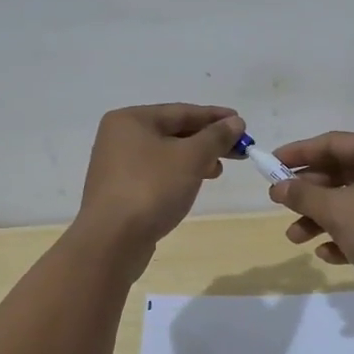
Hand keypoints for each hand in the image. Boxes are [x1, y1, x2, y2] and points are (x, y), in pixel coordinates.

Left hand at [74, 104, 244, 261]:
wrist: (111, 241)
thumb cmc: (151, 189)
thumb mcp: (191, 158)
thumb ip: (216, 137)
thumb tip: (235, 122)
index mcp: (131, 120)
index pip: (181, 111)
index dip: (215, 117)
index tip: (242, 123)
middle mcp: (119, 137)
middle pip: (173, 131)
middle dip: (207, 140)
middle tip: (238, 150)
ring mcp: (117, 165)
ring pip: (166, 154)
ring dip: (195, 159)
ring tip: (218, 170)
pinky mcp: (120, 191)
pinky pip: (156, 173)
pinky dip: (178, 174)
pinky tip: (193, 184)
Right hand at [266, 132, 353, 292]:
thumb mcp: (338, 211)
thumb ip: (304, 195)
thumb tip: (278, 187)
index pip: (333, 142)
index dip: (299, 153)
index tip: (270, 165)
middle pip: (340, 172)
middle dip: (308, 192)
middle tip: (278, 204)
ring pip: (349, 201)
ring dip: (320, 218)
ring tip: (295, 238)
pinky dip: (343, 234)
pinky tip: (326, 254)